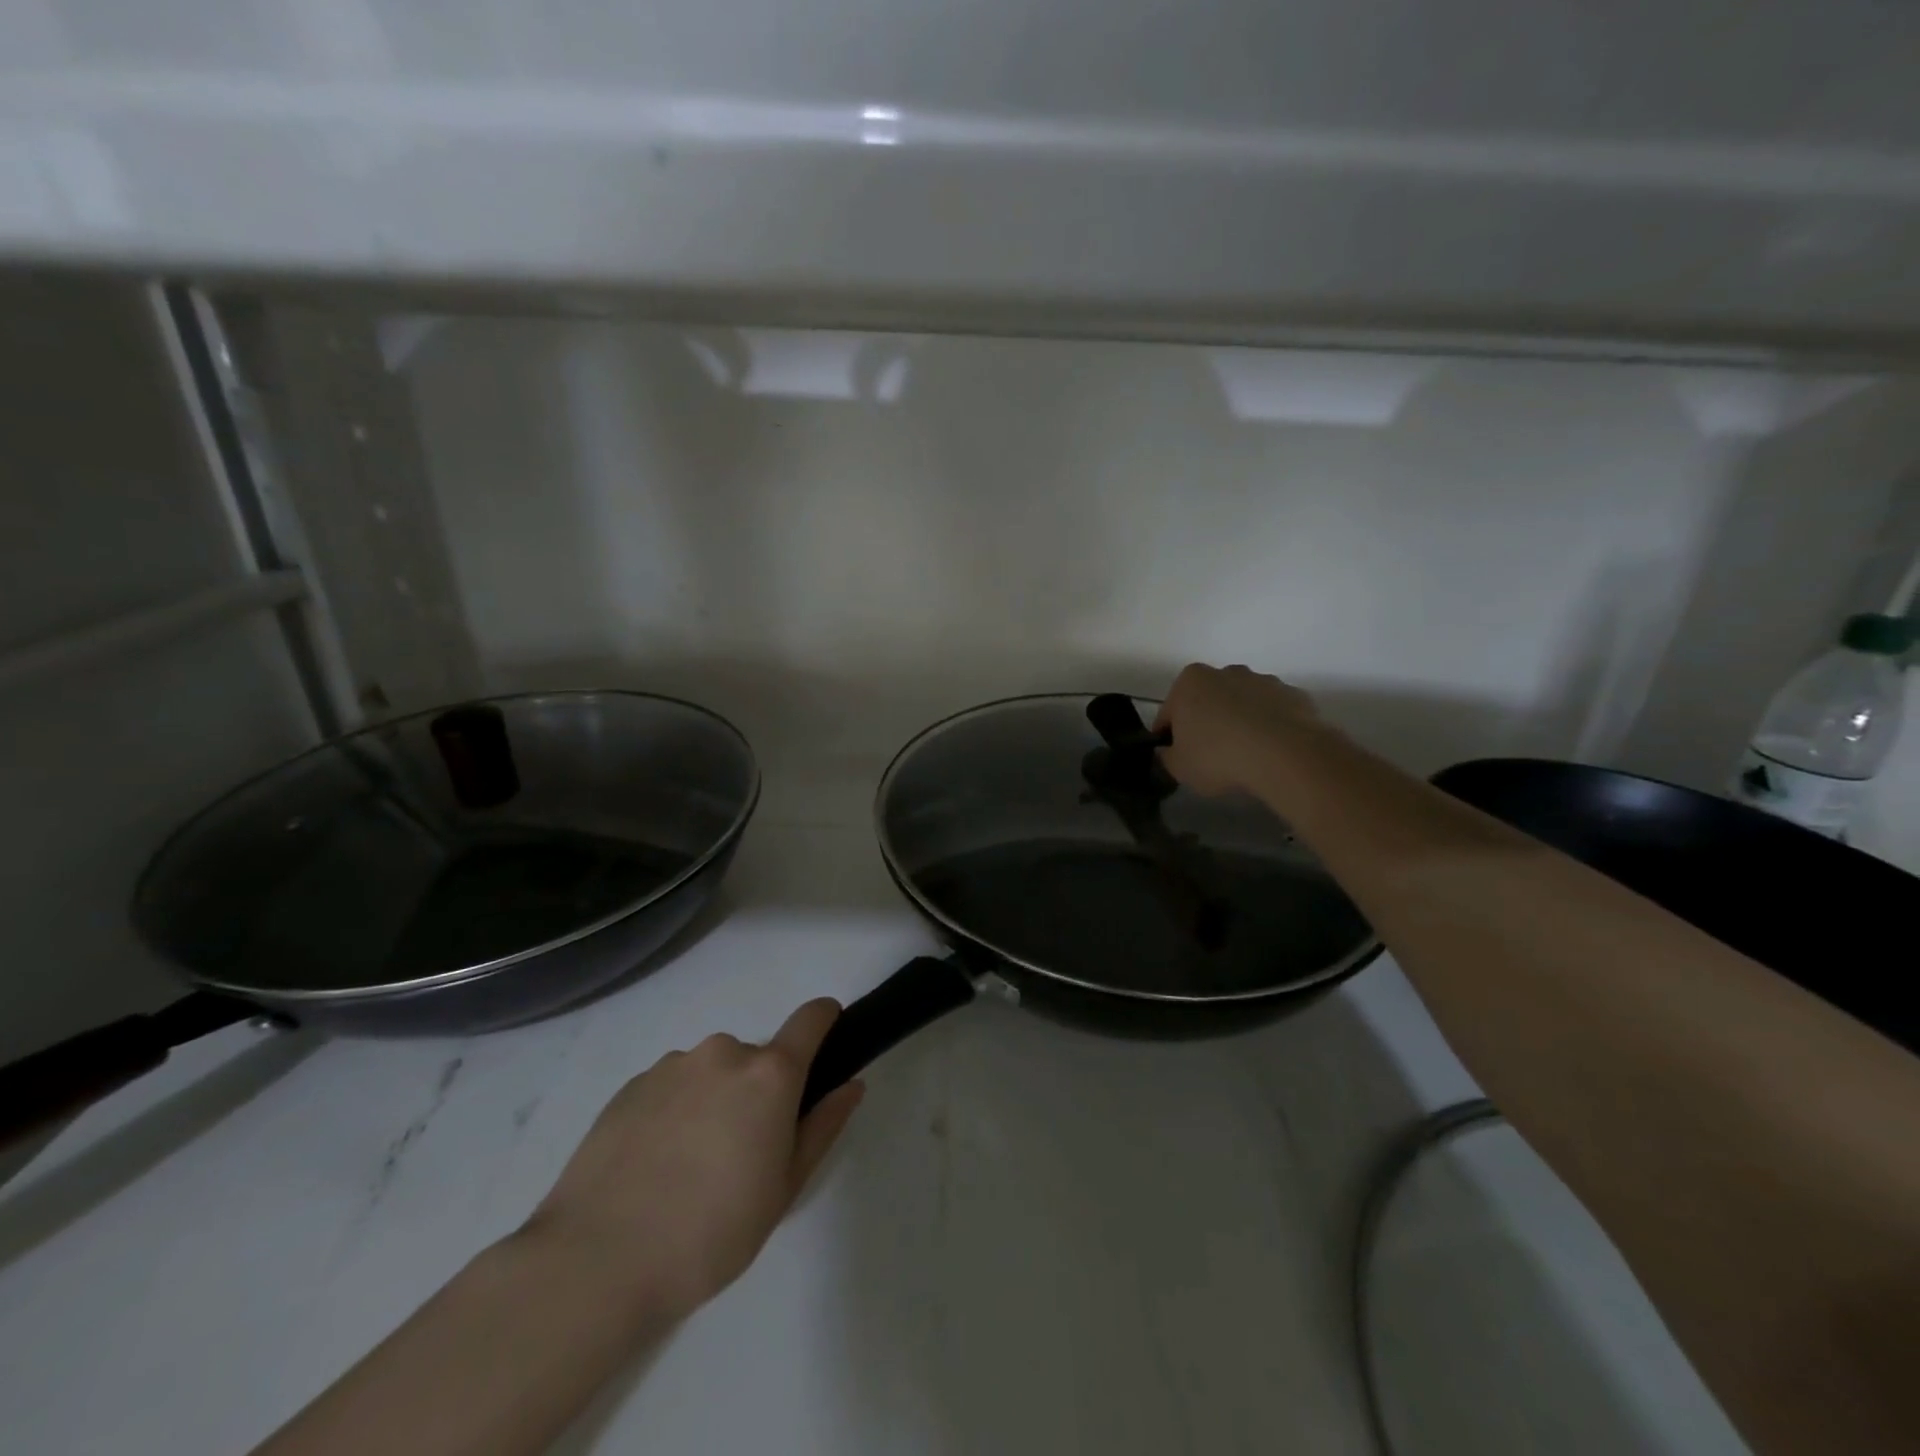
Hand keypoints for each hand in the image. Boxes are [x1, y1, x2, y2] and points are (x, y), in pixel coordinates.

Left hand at [518, 999, 863, 1324]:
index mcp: (769, 1074)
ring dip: (714, 1100)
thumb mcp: (784, 1189)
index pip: (810, 1018)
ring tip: (689, 1168)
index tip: (827, 1043)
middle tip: (743, 1154)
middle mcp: (723, 1053)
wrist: (595, 1262)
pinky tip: (654, 1167)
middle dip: (759, 1091)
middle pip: (757, 1057)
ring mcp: (672, 1066)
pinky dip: (675, 1112)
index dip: (826, 1021)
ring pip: (711, 1072)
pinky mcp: (630, 1086)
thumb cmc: (710, 1233)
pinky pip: (671, 1086)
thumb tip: (851, 1084)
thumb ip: (823, 1126)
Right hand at [1153, 662, 1323, 797]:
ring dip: (1239, 723)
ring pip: (1242, 704)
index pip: (1169, 712)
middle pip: (1207, 701)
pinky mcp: (1295, 695)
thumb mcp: (1178, 767)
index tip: (1177, 757)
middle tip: (1210, 757)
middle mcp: (1226, 672)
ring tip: (1244, 757)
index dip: (1170, 737)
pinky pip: (1274, 713)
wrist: (1286, 756)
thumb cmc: (1219, 757)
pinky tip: (1270, 753)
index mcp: (1190, 682)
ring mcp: (1264, 681)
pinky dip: (1269, 728)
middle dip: (1206, 723)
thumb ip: (1167, 756)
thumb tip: (1169, 751)